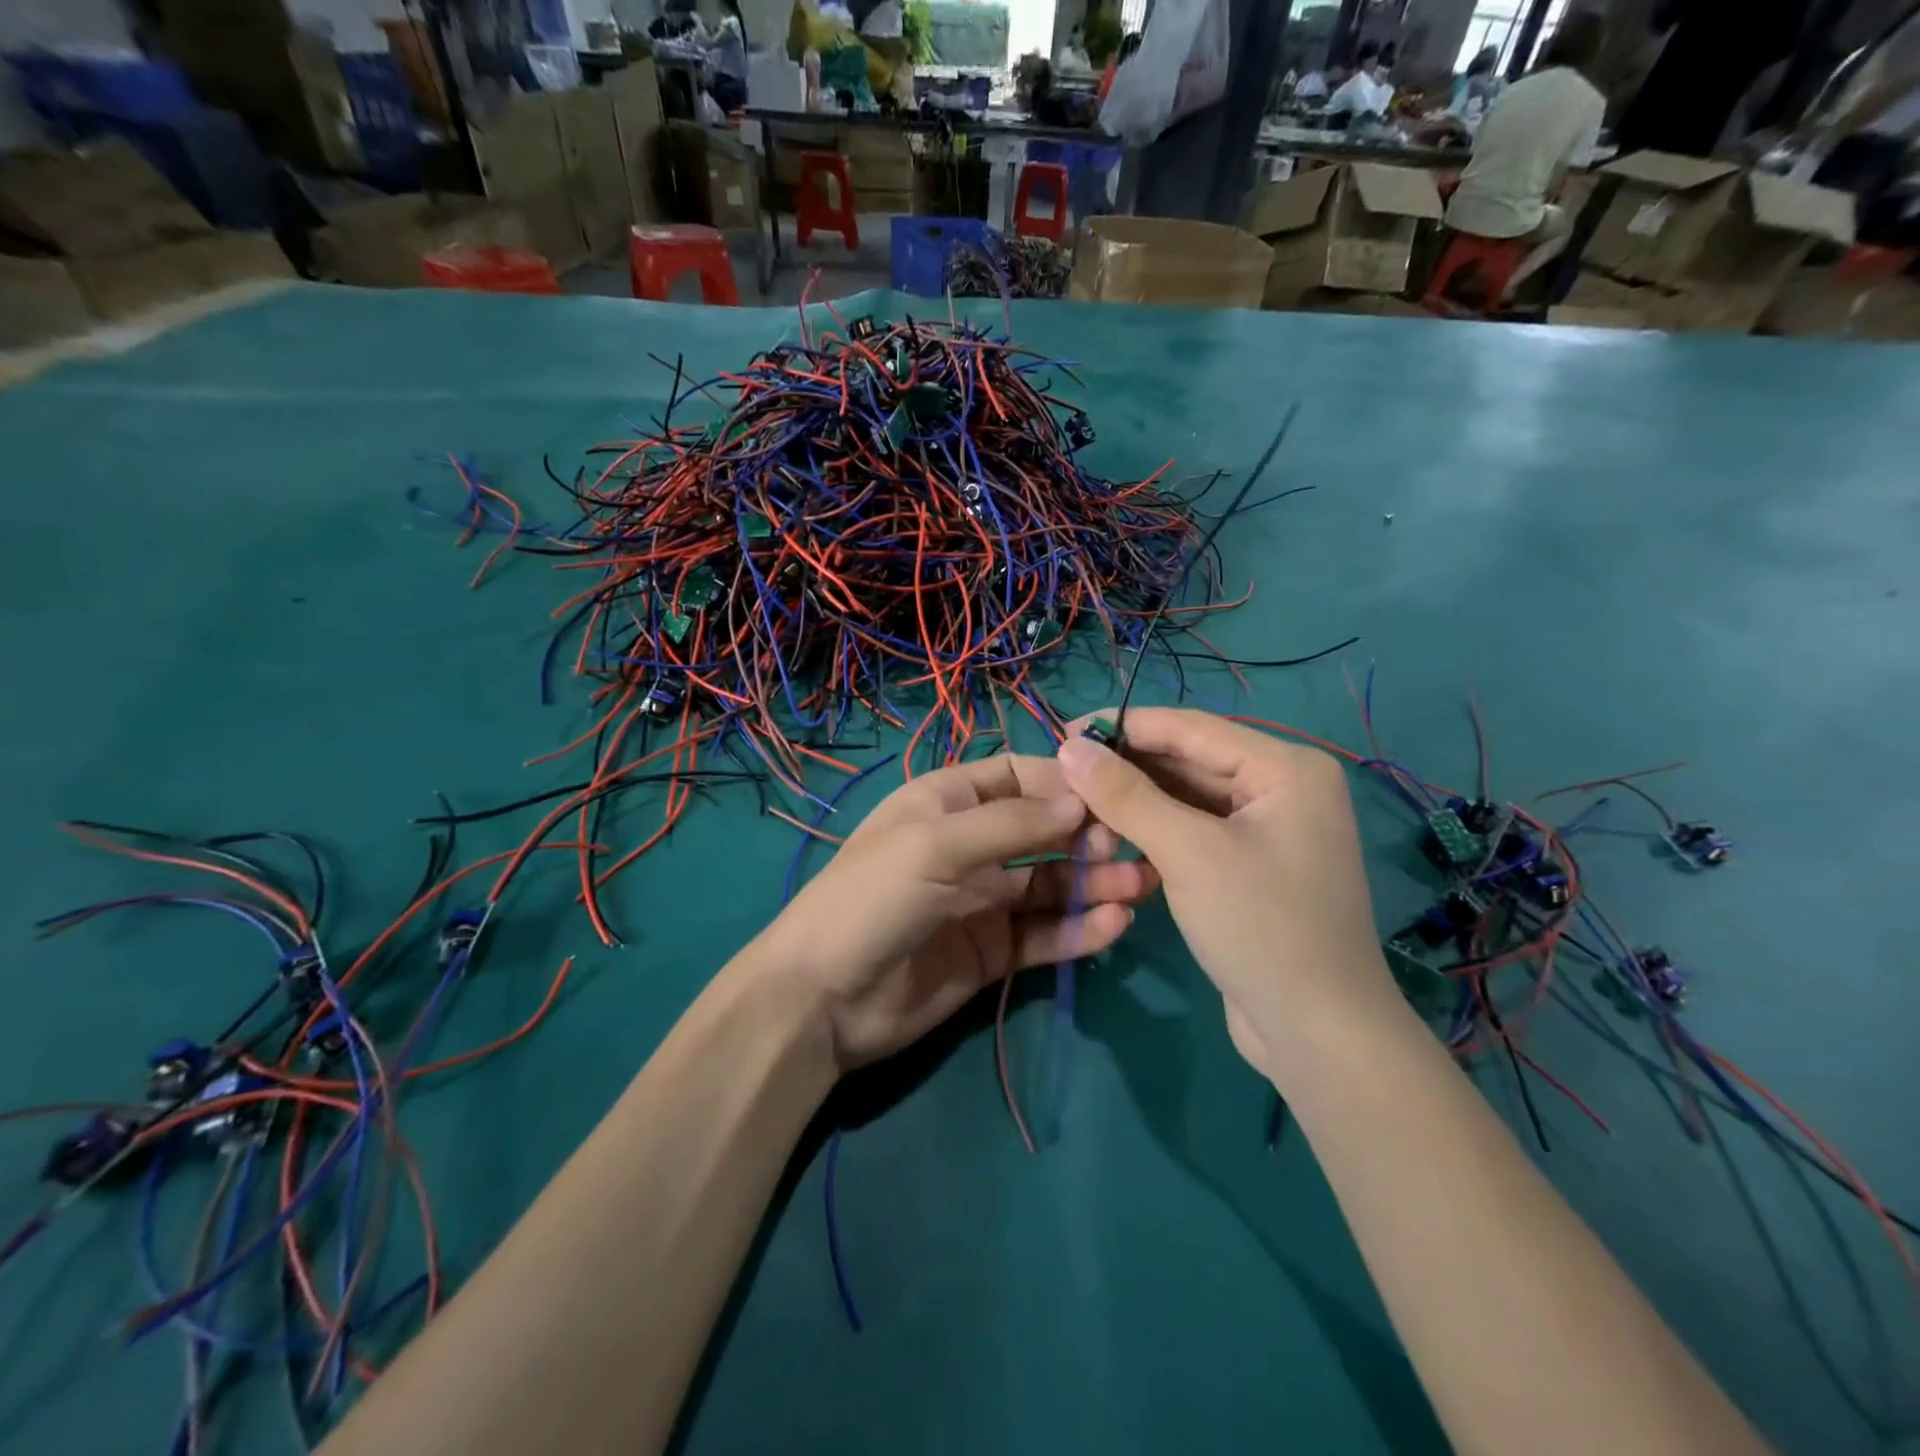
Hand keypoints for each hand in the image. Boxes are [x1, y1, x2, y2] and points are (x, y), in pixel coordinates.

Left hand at [754, 755, 1158, 1070]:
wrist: (823, 999)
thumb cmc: (872, 899)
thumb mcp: (935, 846)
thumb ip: (1011, 824)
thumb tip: (1081, 800)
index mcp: (946, 802)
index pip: (1015, 776)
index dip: (1060, 782)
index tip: (1109, 795)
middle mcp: (970, 845)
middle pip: (1042, 830)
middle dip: (1086, 835)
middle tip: (1130, 848)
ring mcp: (982, 900)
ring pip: (1051, 885)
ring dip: (1094, 883)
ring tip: (1142, 886)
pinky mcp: (992, 951)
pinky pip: (1044, 934)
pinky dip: (1079, 929)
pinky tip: (1115, 925)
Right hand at [1056, 708, 1401, 1082]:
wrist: (1319, 1036)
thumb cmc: (1261, 928)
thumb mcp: (1188, 853)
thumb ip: (1126, 795)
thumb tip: (1070, 746)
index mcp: (1285, 768)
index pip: (1189, 728)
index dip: (1123, 726)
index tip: (1062, 732)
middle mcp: (1282, 787)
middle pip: (1189, 761)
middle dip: (1127, 768)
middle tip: (1063, 775)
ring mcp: (1269, 828)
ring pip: (1188, 798)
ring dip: (1136, 801)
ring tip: (1078, 806)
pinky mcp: (1252, 864)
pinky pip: (1195, 830)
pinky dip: (1155, 831)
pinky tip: (1114, 836)